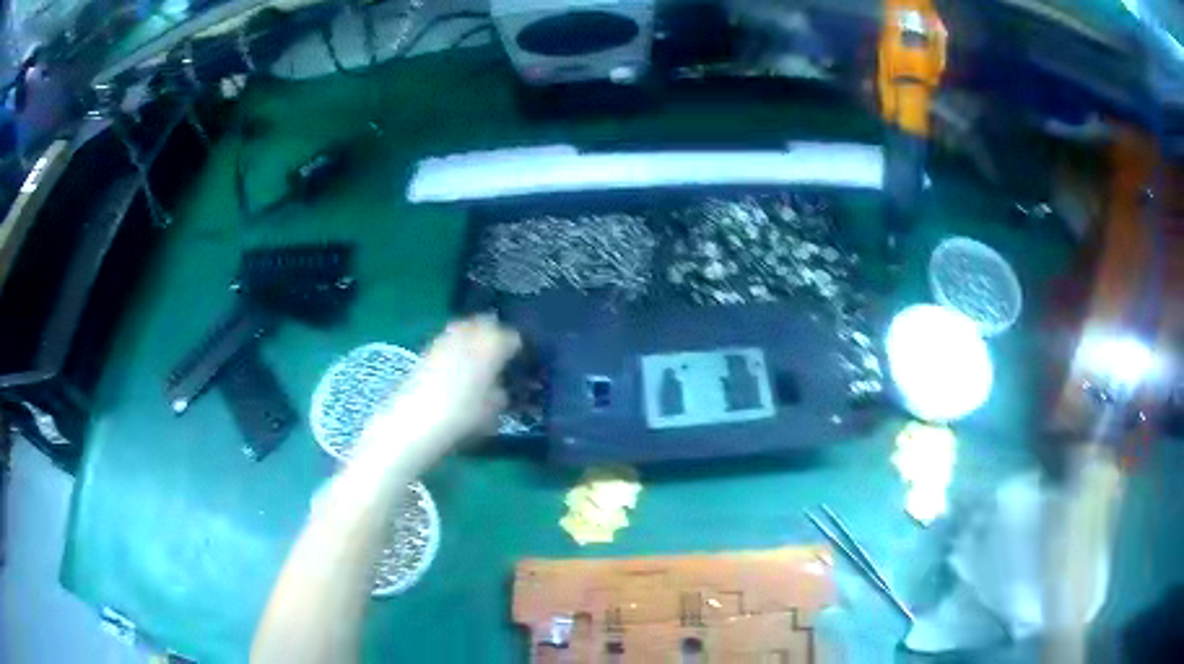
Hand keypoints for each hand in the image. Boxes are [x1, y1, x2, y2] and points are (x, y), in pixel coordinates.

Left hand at [362, 315, 520, 470]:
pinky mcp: (427, 349)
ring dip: (474, 338)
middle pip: (487, 324)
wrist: (414, 421)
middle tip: (501, 355)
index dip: (518, 349)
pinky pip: (449, 339)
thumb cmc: (462, 417)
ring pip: (466, 328)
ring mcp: (445, 338)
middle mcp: (469, 333)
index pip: (512, 337)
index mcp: (492, 344)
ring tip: (479, 359)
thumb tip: (502, 388)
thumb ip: (501, 394)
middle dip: (495, 335)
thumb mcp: (492, 411)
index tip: (520, 362)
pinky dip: (456, 347)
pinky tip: (457, 367)